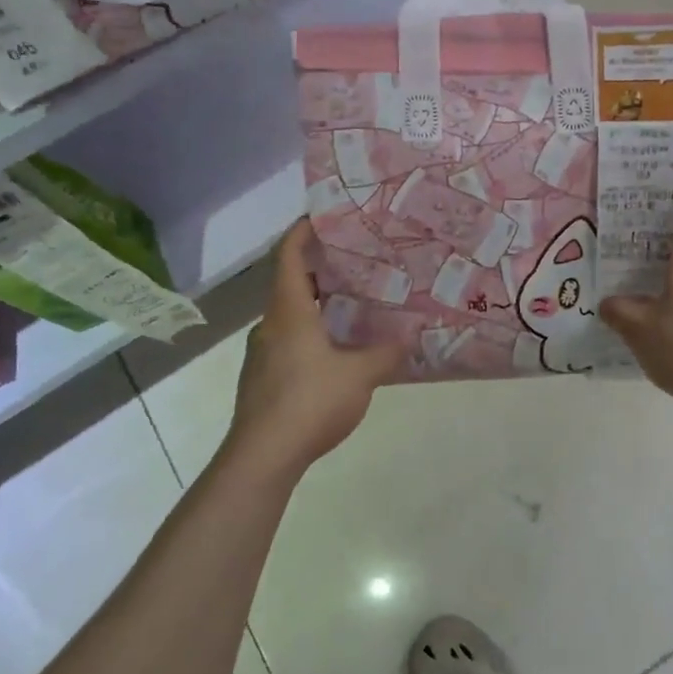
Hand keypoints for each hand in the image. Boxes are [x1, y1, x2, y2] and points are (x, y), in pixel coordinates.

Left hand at [223, 221, 406, 469]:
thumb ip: (386, 352)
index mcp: (289, 312)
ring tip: (353, 306)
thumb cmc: (310, 402)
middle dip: (322, 271)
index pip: (290, 257)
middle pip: (292, 285)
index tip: (324, 216)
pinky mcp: (262, 379)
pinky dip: (312, 334)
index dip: (303, 232)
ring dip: (318, 306)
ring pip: (291, 316)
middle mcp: (270, 325)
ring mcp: (262, 354)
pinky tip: (337, 352)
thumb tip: (410, 337)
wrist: (262, 457)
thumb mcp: (360, 375)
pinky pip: (289, 342)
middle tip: (357, 263)